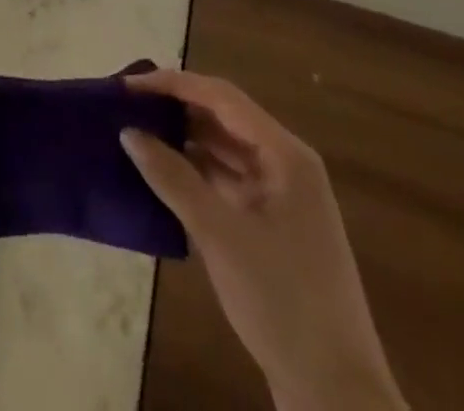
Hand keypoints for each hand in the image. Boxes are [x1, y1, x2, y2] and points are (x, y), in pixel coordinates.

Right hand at [121, 69, 405, 410]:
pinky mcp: (272, 225)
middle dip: (175, 108)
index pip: (220, 96)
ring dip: (182, 139)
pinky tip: (161, 175)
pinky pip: (226, 179)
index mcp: (285, 154)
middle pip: (222, 117)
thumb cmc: (283, 303)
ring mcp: (281, 196)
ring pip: (223, 148)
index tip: (127, 87)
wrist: (337, 396)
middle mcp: (286, 164)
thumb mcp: (219, 235)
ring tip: (135, 134)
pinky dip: (194, 171)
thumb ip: (172, 177)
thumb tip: (128, 132)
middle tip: (125, 107)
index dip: (171, 84)